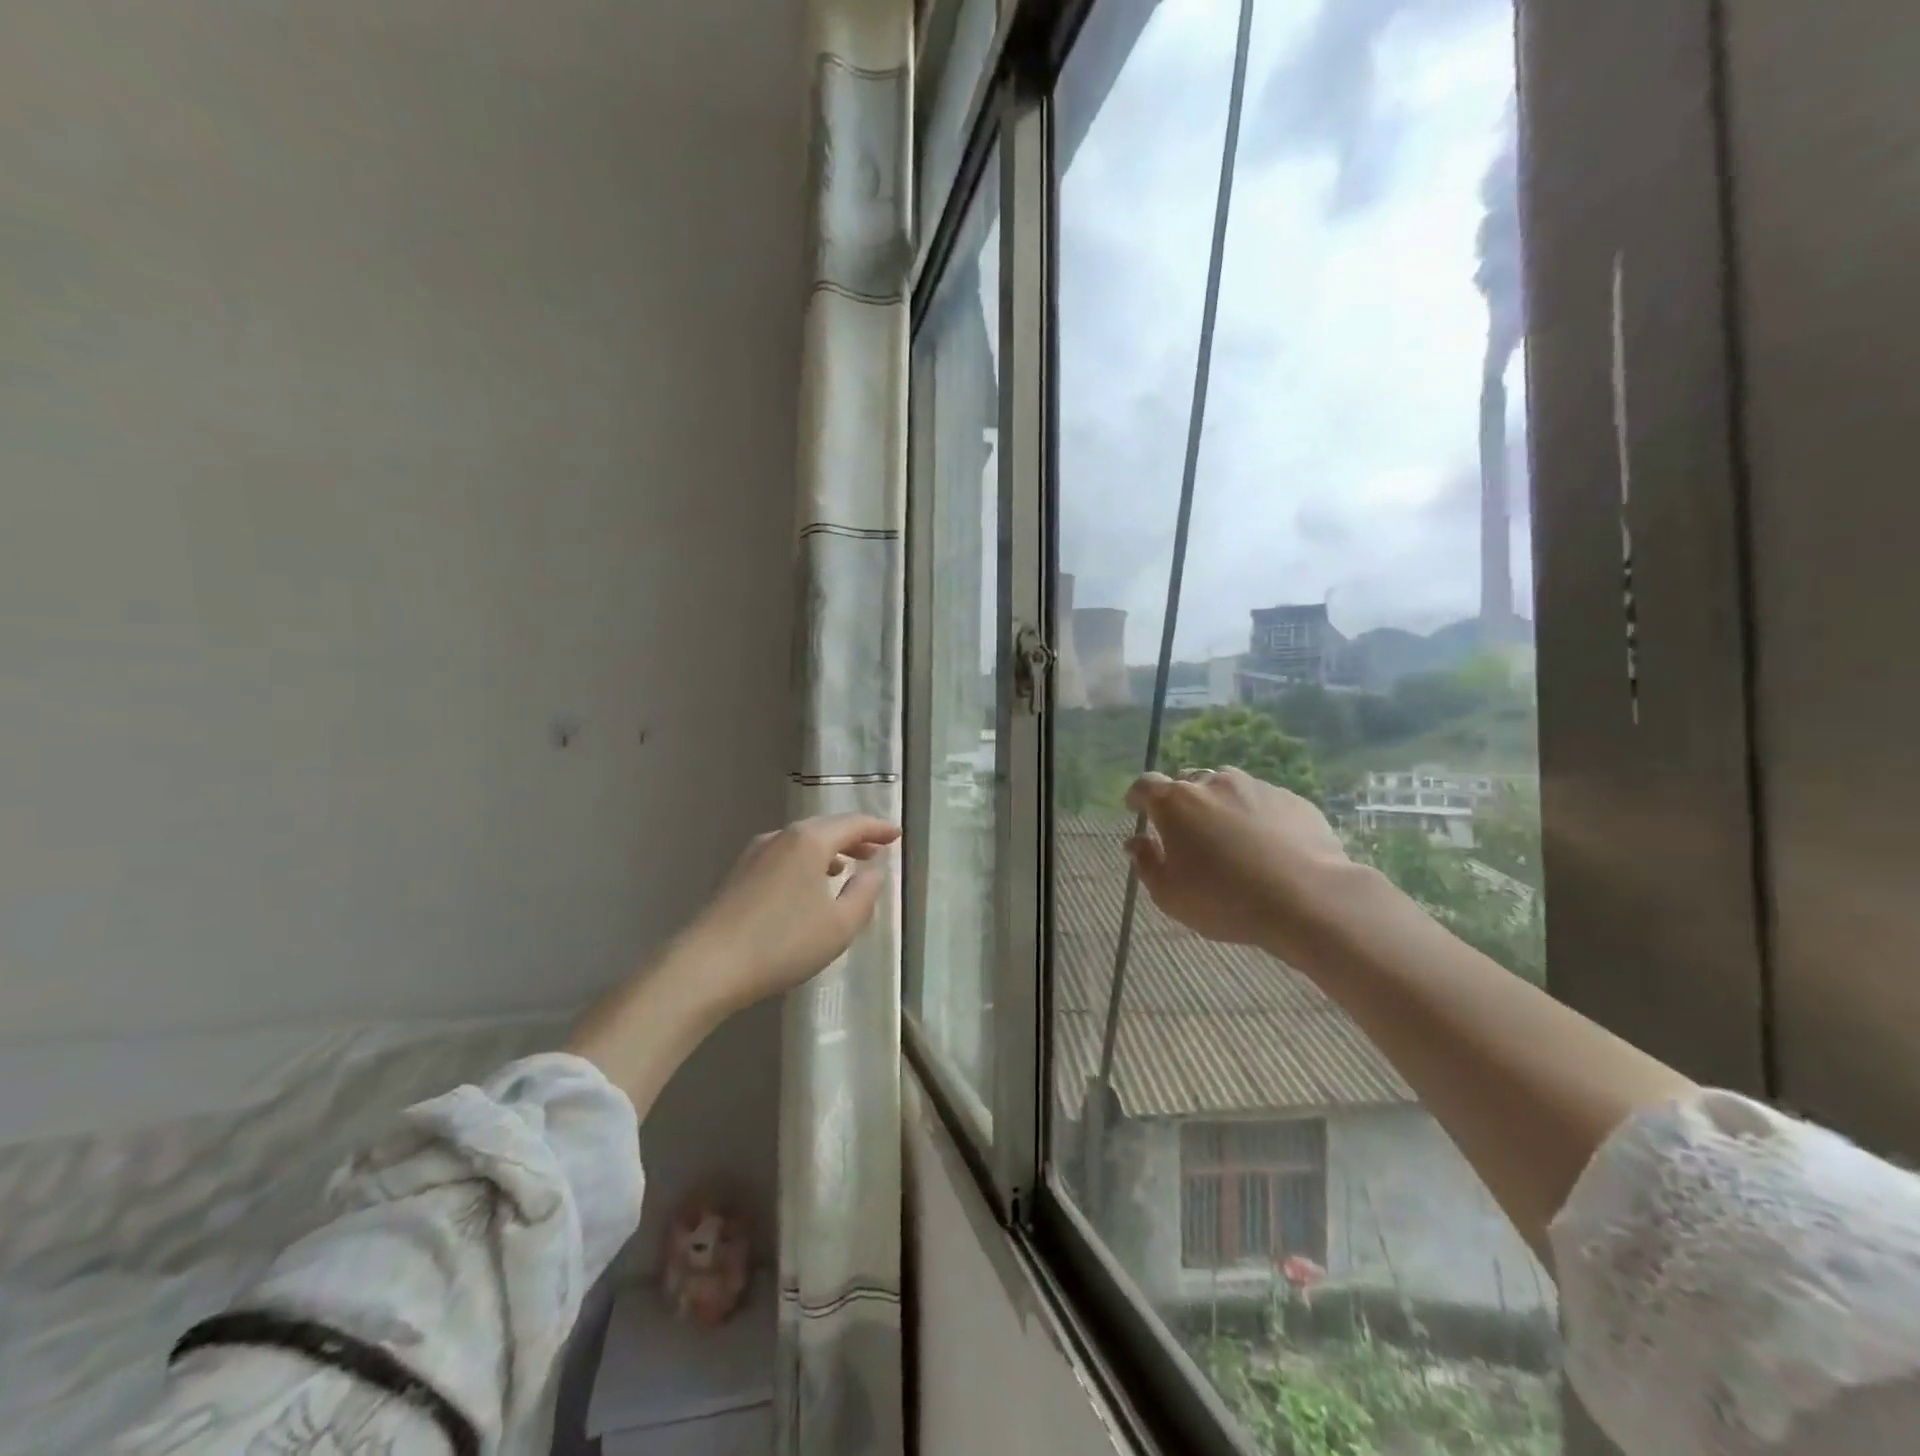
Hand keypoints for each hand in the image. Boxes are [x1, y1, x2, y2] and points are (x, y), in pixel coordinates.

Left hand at [673, 813, 900, 1014]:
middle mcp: (781, 837)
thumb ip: (864, 894)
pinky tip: (808, 885)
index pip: (853, 824)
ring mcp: (755, 854)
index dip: (878, 828)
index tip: (897, 834)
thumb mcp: (839, 926)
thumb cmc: (783, 943)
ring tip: (847, 866)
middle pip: (826, 828)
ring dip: (829, 850)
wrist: (707, 966)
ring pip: (802, 842)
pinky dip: (806, 861)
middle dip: (854, 837)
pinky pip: (784, 856)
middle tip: (877, 848)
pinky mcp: (738, 874)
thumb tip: (873, 872)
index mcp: (809, 841)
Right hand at [1125, 768, 1358, 962]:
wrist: (1307, 899)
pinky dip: (1256, 816)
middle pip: (1187, 782)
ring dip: (1220, 805)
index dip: (1137, 796)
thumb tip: (1136, 842)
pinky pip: (1264, 802)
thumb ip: (1146, 863)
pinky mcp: (1292, 800)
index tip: (1136, 809)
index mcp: (1176, 803)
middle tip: (1186, 832)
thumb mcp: (1169, 894)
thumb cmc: (1224, 900)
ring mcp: (1256, 787)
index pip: (1145, 785)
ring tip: (1229, 836)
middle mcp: (1213, 784)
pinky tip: (1267, 846)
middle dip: (1180, 801)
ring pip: (1227, 788)